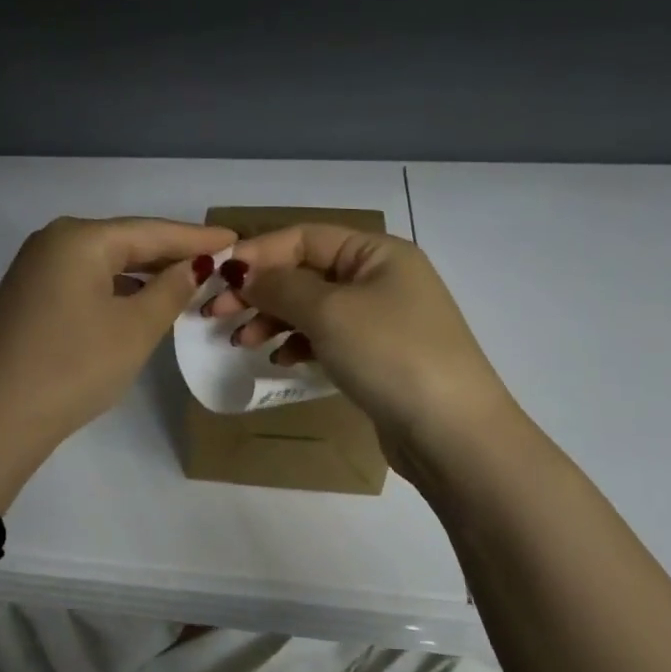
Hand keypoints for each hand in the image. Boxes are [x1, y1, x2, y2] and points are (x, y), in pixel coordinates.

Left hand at [0, 216, 234, 512]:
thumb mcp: (134, 329)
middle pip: (125, 241)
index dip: (196, 238)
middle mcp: (53, 241)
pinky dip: (116, 288)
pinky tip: (138, 300)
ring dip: (143, 273)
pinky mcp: (27, 296)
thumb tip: (196, 265)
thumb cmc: (75, 366)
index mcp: (79, 237)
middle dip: (170, 253)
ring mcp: (34, 268)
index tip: (236, 239)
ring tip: (186, 281)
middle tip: (217, 261)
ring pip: (103, 262)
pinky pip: (83, 280)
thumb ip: (171, 289)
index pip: (151, 230)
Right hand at [202, 225, 519, 480]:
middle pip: (305, 272)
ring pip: (312, 307)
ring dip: (273, 319)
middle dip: (260, 290)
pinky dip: (298, 344)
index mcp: (377, 253)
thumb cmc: (391, 355)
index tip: (219, 277)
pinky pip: (326, 338)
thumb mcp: (330, 312)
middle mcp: (381, 278)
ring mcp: (381, 320)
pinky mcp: (376, 356)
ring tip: (244, 342)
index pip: (305, 237)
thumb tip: (243, 272)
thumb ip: (280, 286)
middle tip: (217, 313)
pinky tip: (280, 360)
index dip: (259, 253)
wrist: (452, 434)